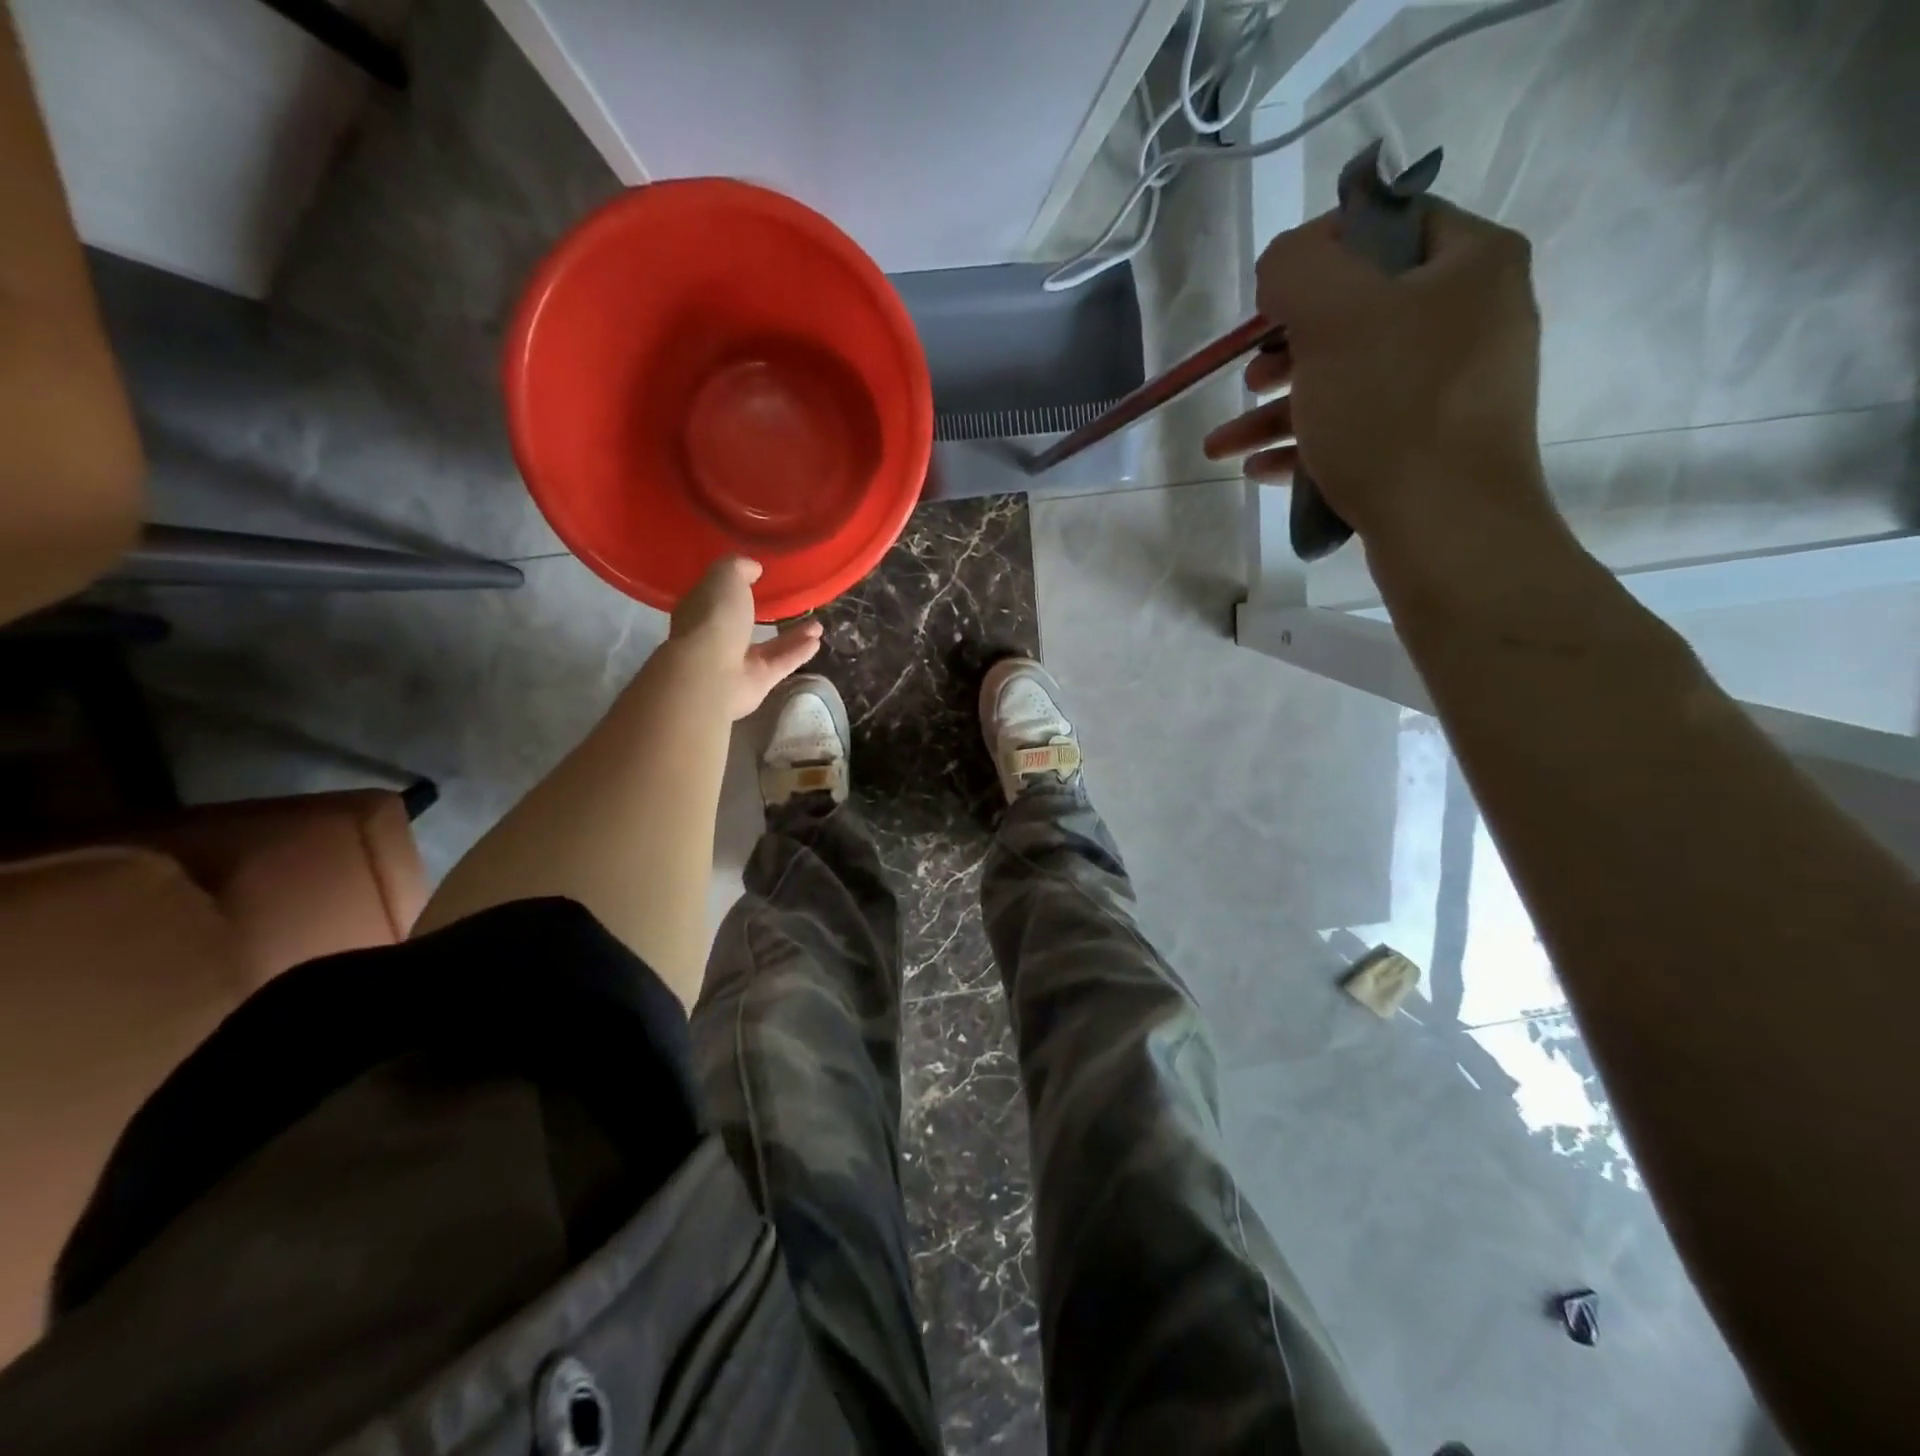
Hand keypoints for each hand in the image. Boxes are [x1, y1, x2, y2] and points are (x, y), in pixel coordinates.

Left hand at [667, 557, 823, 719]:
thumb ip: (739, 568)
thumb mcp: (725, 577)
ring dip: (793, 634)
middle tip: (791, 602)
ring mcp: (737, 662)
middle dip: (767, 612)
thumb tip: (754, 568)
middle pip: (744, 623)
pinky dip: (798, 652)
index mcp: (699, 610)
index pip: (716, 596)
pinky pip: (781, 663)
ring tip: (817, 623)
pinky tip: (817, 640)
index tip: (758, 578)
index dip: (734, 587)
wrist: (711, 673)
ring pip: (768, 645)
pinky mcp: (757, 682)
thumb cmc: (713, 618)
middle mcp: (716, 637)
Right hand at [1203, 201, 1552, 551]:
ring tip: (1222, 443)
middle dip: (1285, 346)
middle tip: (1248, 373)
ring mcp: (1451, 389)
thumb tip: (1283, 267)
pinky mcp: (1428, 446)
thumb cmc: (1392, 411)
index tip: (1269, 294)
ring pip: (1348, 379)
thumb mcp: (1334, 319)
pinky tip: (1258, 469)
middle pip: (1359, 311)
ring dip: (1277, 409)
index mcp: (1469, 264)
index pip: (1388, 223)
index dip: (1320, 248)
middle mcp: (1471, 317)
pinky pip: (1358, 429)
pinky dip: (1305, 445)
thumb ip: (1298, 267)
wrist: (1447, 527)